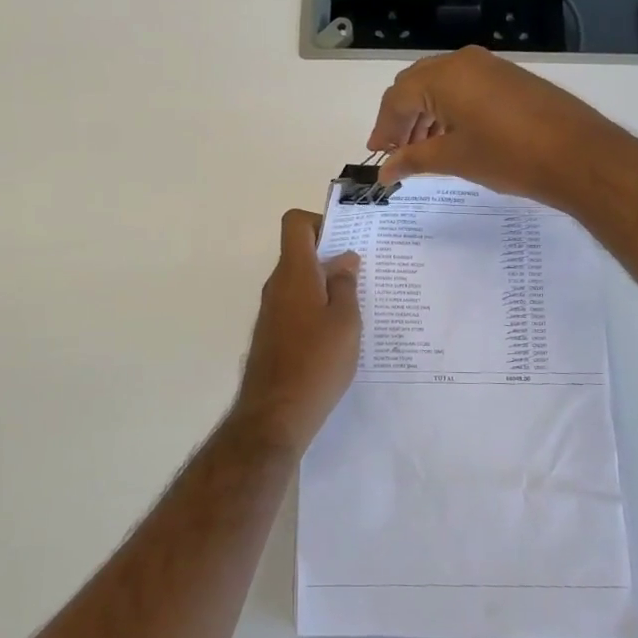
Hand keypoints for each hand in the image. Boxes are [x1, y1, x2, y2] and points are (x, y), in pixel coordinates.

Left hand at [234, 210, 361, 449]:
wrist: (275, 415)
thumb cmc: (316, 362)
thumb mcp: (345, 321)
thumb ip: (345, 285)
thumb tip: (344, 259)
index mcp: (294, 273)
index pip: (296, 223)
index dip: (320, 222)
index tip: (347, 241)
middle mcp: (277, 286)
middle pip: (300, 253)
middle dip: (331, 257)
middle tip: (365, 274)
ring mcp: (272, 311)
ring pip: (300, 282)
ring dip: (326, 286)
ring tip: (360, 306)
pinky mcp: (273, 335)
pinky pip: (296, 306)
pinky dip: (316, 309)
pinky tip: (340, 334)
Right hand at [366, 46, 637, 211]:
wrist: (579, 156)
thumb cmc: (508, 157)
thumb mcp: (455, 159)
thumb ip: (414, 159)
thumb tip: (385, 171)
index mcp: (444, 76)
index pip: (397, 98)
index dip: (383, 128)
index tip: (377, 155)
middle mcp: (463, 62)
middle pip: (416, 85)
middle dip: (402, 118)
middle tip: (396, 150)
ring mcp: (490, 66)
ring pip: (441, 85)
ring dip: (425, 114)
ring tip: (423, 148)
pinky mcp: (510, 78)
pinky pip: (466, 87)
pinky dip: (450, 109)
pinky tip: (452, 136)